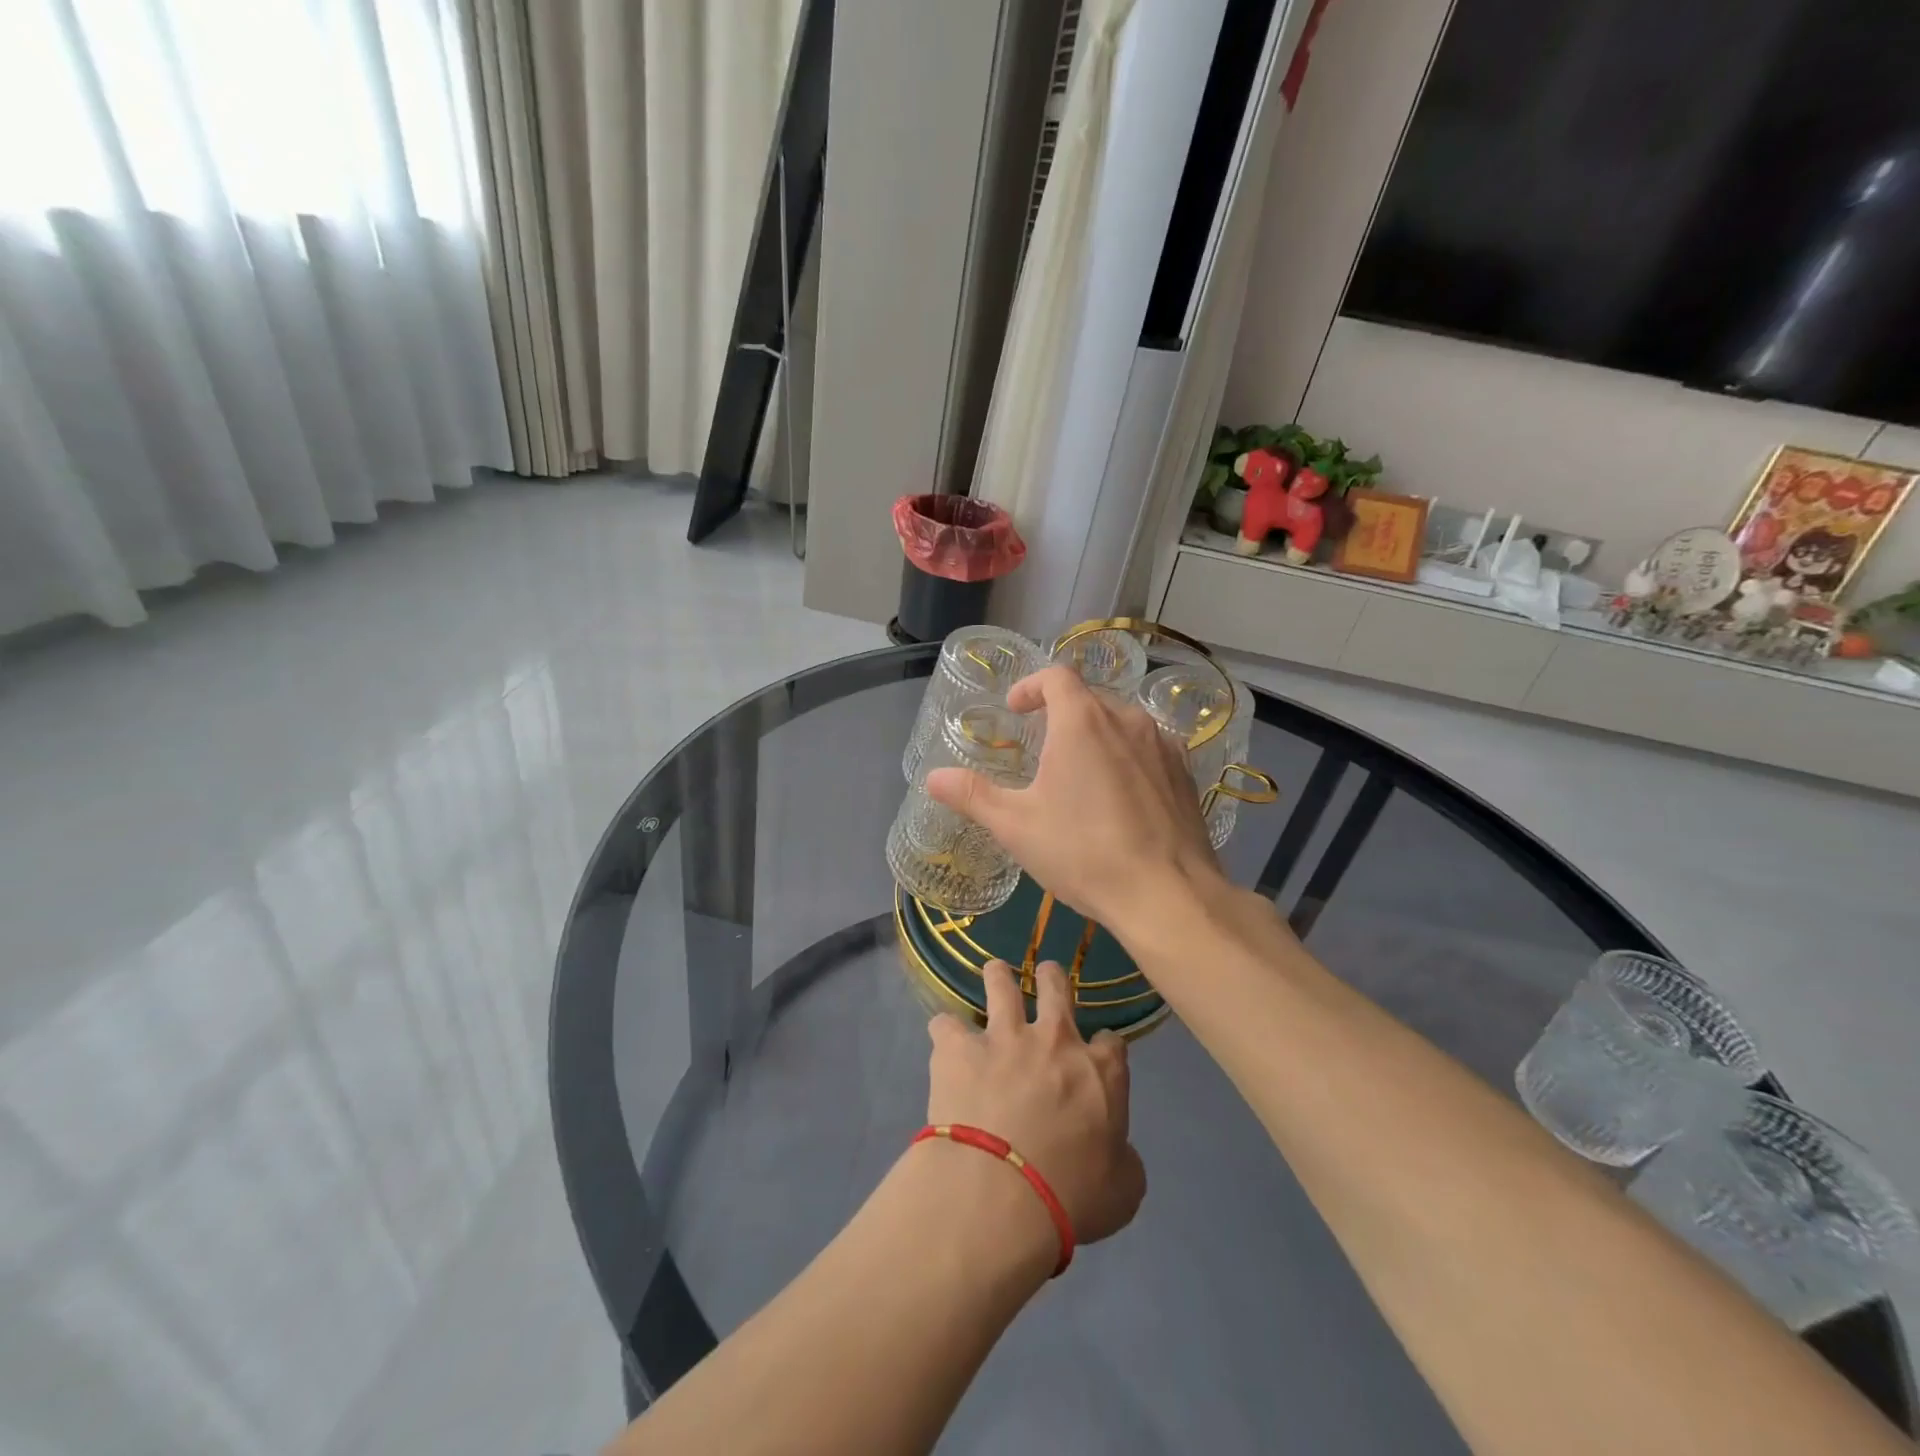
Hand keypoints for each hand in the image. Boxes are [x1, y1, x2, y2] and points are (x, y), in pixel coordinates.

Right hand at [925, 665, 1225, 936]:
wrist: (1168, 895)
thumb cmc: (1083, 852)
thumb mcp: (1016, 826)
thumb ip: (973, 795)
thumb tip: (933, 777)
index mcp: (1082, 722)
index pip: (1056, 677)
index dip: (1031, 686)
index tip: (1015, 709)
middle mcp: (1127, 720)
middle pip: (1090, 698)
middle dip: (1062, 712)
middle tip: (1041, 745)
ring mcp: (1163, 746)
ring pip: (1123, 723)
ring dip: (1096, 734)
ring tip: (1079, 771)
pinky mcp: (1185, 774)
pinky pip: (1149, 750)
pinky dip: (1127, 757)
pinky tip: (1120, 796)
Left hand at [925, 960, 1144, 1250]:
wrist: (1002, 1194)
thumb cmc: (1071, 1197)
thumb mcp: (1123, 1190)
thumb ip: (1122, 1159)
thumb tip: (1115, 1151)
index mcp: (1099, 1071)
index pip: (1112, 1041)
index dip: (1105, 1046)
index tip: (1098, 1053)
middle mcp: (1054, 1039)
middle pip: (1056, 985)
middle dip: (1051, 977)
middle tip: (1046, 977)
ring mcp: (1003, 1037)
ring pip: (1000, 982)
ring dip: (997, 977)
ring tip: (994, 976)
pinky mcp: (958, 1048)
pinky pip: (945, 1024)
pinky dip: (945, 1033)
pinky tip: (944, 1043)